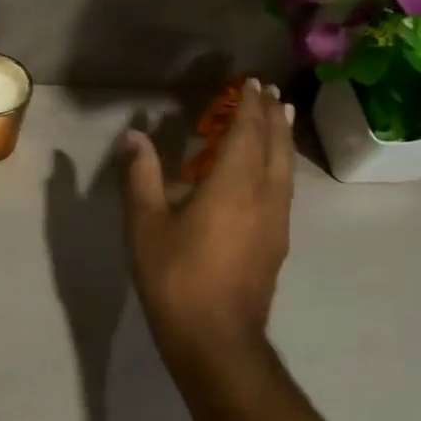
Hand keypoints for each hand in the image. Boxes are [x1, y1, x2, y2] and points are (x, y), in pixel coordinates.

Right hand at [121, 80, 293, 370]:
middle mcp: (264, 196)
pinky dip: (281, 165)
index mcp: (232, 185)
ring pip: (286, 168)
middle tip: (268, 92)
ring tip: (280, 118)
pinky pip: (284, 189)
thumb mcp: (146, 224)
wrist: (216, 338)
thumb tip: (134, 136)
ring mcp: (277, 221)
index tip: (250, 82)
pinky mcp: (278, 242)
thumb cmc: (175, 277)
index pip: (248, 133)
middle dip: (272, 116)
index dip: (249, 106)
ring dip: (282, 138)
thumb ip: (142, 175)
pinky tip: (272, 171)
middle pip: (275, 146)